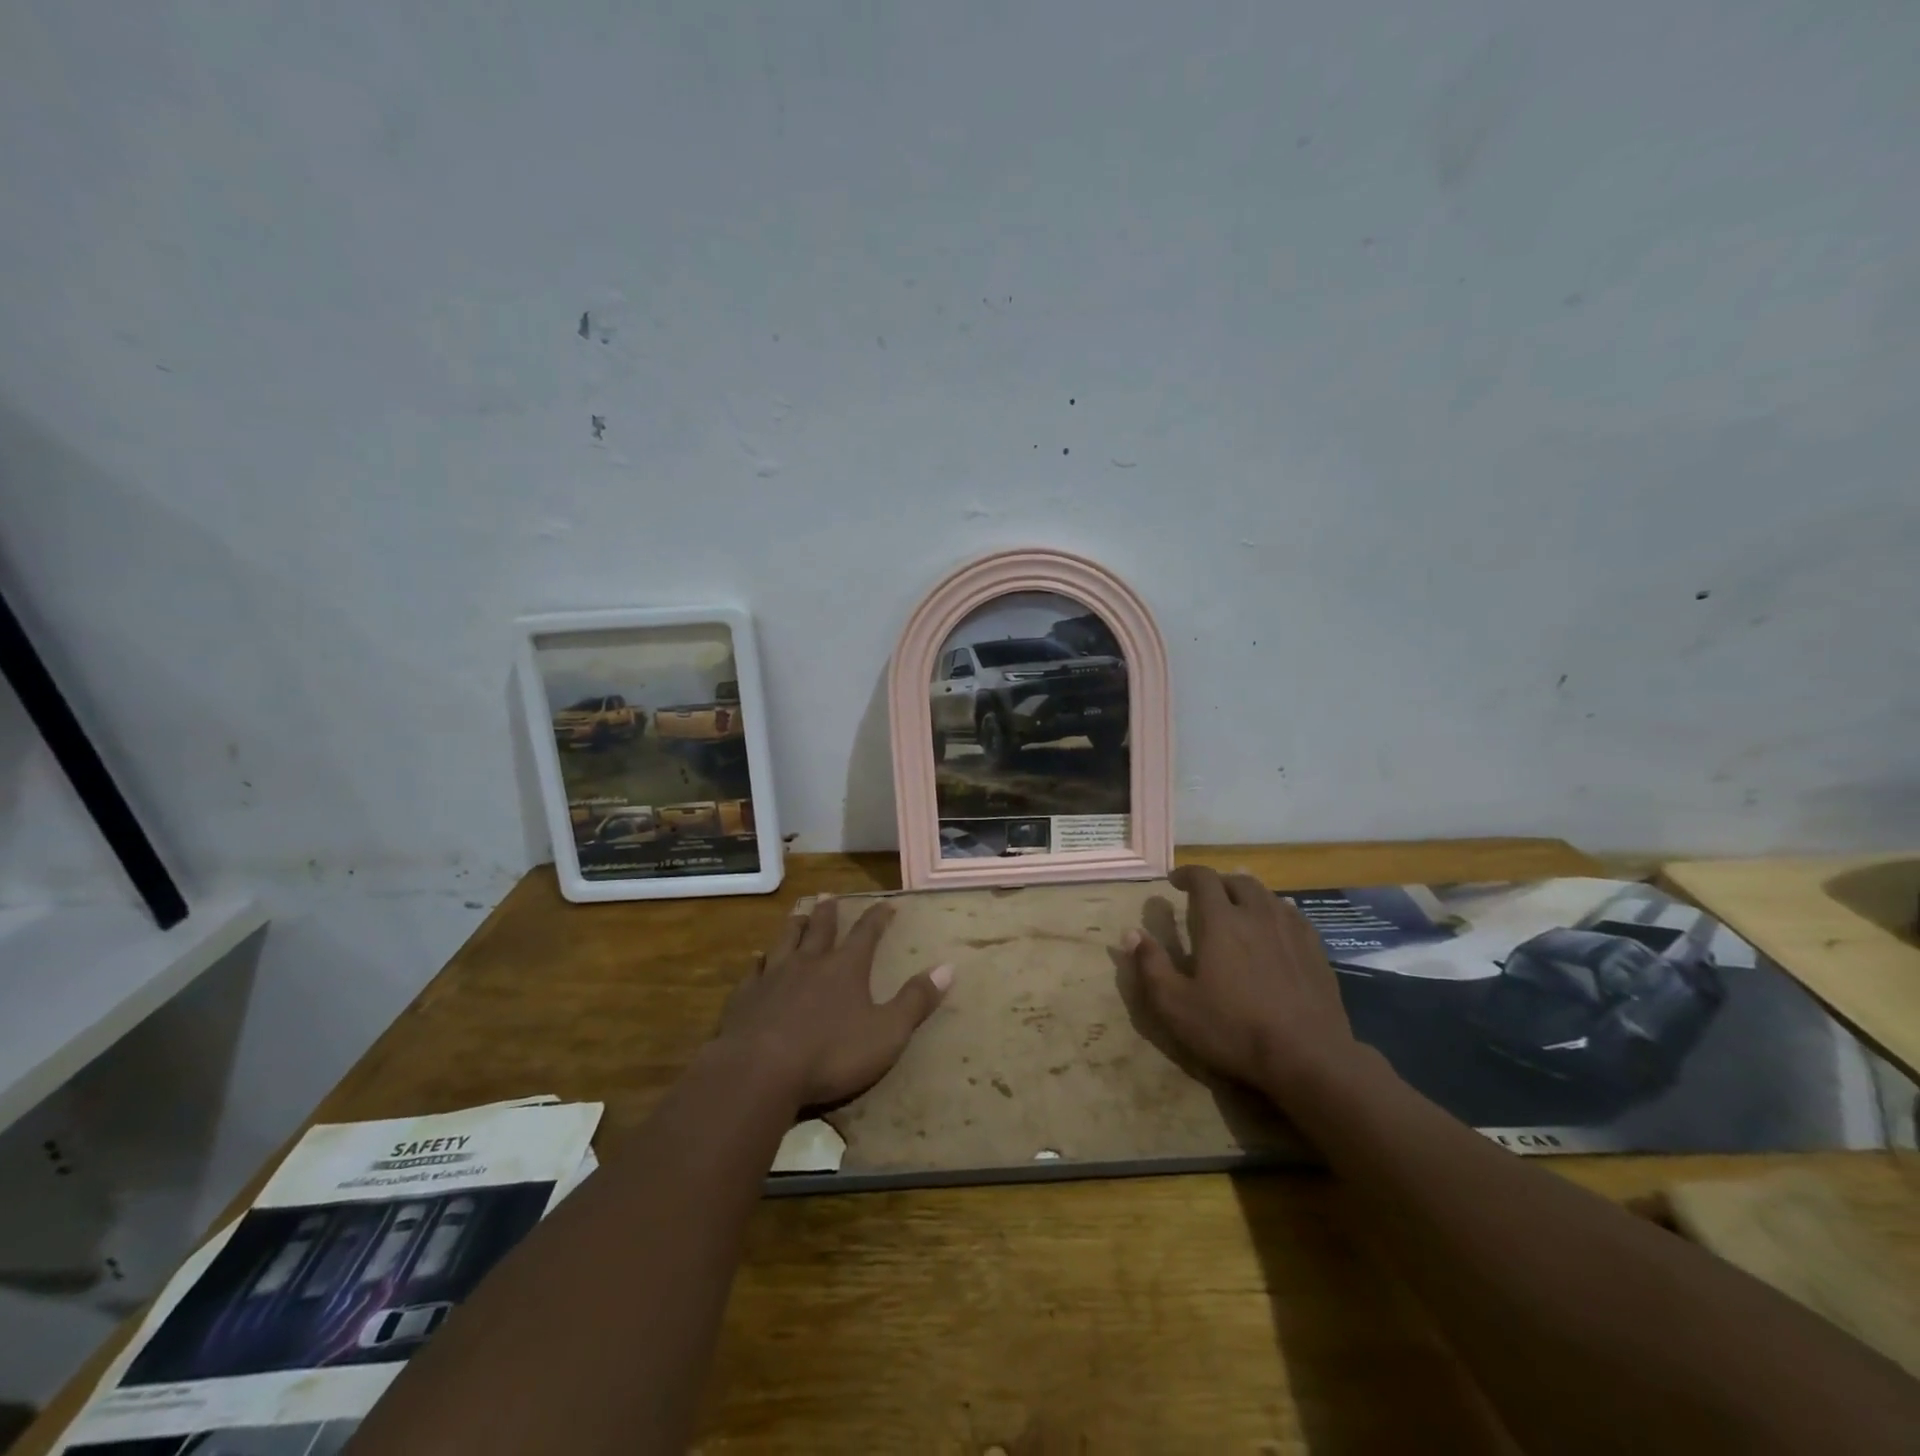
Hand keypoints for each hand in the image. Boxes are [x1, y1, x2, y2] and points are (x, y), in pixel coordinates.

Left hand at [716, 897, 951, 1108]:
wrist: (759, 1071)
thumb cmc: (831, 1054)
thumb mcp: (887, 1033)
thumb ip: (916, 1001)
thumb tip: (948, 967)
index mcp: (846, 968)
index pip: (867, 933)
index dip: (878, 917)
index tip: (887, 903)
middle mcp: (809, 962)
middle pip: (820, 928)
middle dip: (829, 912)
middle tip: (829, 895)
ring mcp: (774, 976)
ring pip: (785, 940)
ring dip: (794, 925)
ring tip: (797, 914)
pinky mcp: (745, 997)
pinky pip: (755, 970)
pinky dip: (760, 961)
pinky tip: (758, 960)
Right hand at [1126, 865, 1356, 1093]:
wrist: (1308, 1057)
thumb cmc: (1234, 1029)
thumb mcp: (1176, 1005)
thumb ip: (1151, 965)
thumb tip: (1131, 933)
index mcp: (1221, 921)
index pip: (1203, 878)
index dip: (1187, 874)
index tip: (1174, 881)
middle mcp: (1257, 915)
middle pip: (1238, 881)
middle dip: (1218, 882)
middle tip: (1206, 896)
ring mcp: (1291, 930)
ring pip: (1268, 895)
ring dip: (1248, 894)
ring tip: (1238, 907)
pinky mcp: (1316, 950)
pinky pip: (1293, 915)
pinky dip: (1276, 911)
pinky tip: (1275, 926)